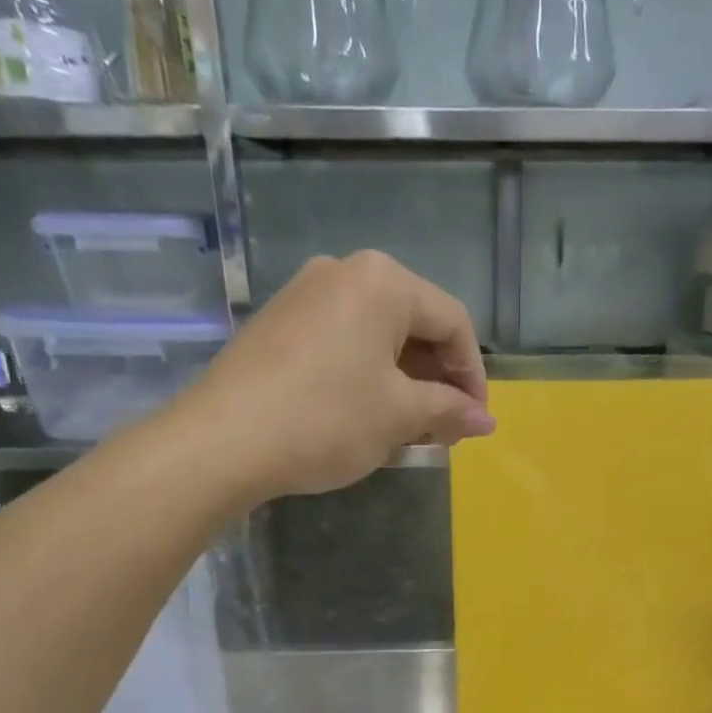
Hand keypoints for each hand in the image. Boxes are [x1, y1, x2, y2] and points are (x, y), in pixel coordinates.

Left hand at [189, 251, 492, 500]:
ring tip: (411, 429)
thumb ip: (449, 410)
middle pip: (414, 324)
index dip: (473, 375)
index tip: (475, 421)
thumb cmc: (327, 420)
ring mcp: (305, 294)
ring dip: (405, 382)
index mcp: (383, 282)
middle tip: (446, 429)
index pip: (452, 322)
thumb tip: (486, 419)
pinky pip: (343, 343)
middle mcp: (344, 272)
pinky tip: (368, 415)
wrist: (225, 440)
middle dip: (438, 380)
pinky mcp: (280, 323)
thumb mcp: (399, 417)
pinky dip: (368, 377)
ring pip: (377, 336)